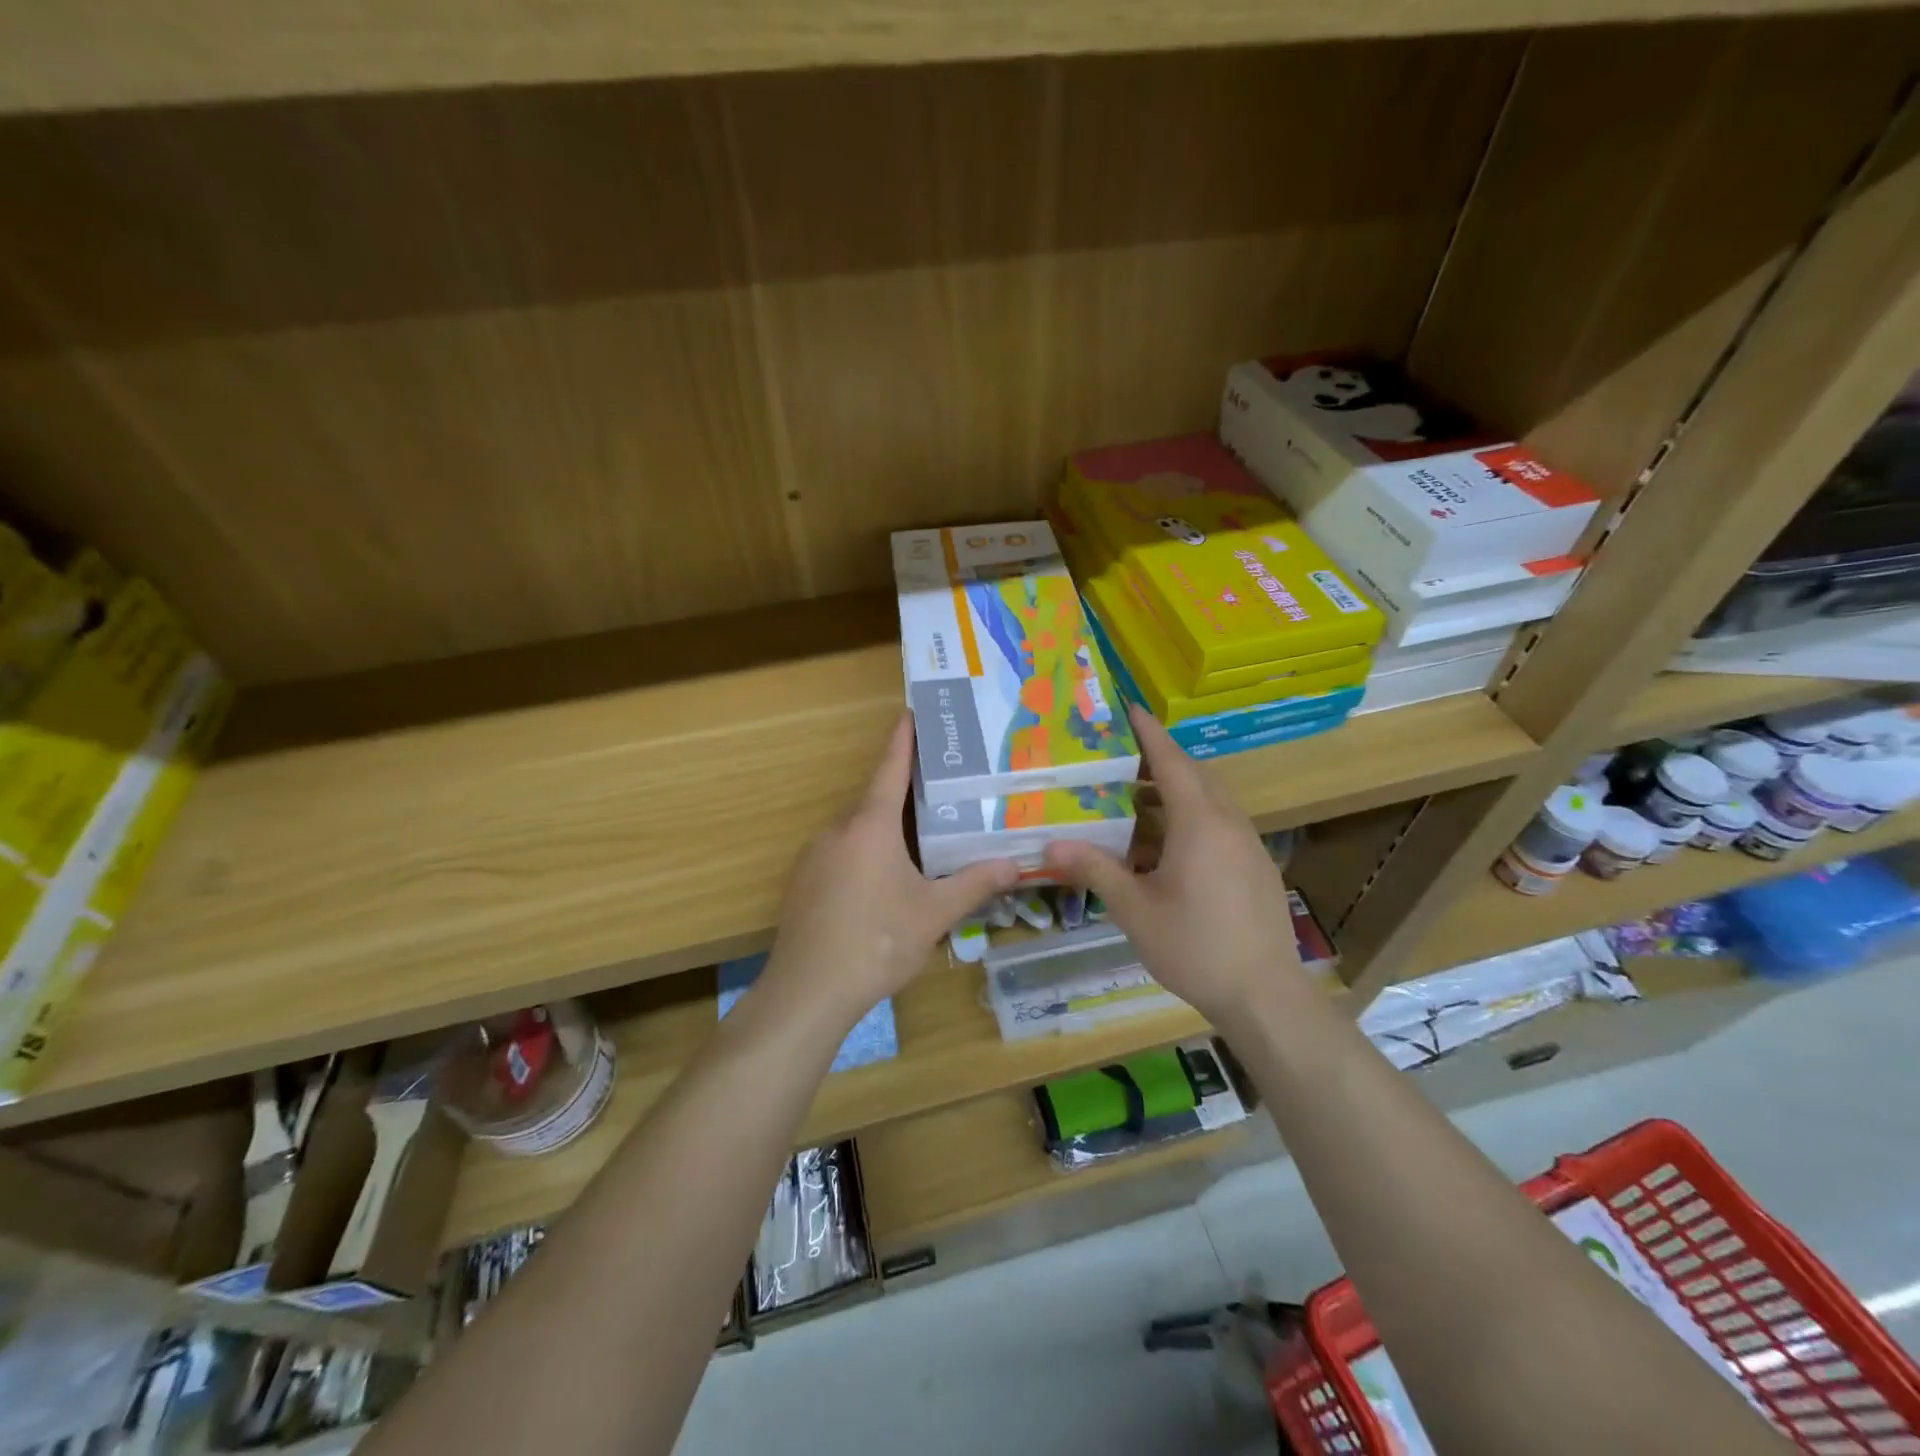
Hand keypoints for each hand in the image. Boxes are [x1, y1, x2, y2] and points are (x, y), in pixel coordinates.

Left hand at [762, 712, 1017, 1027]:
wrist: (807, 991)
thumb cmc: (876, 942)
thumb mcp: (933, 914)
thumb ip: (974, 884)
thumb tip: (1015, 865)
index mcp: (870, 826)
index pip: (890, 769)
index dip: (903, 739)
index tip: (911, 710)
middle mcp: (838, 830)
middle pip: (876, 801)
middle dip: (906, 795)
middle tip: (941, 792)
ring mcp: (814, 856)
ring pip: (858, 832)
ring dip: (886, 832)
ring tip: (920, 844)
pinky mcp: (803, 882)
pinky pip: (841, 855)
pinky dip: (865, 855)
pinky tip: (883, 886)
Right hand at [1044, 703, 1306, 1024]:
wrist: (1264, 994)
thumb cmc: (1194, 946)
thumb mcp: (1135, 909)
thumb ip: (1095, 870)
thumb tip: (1050, 845)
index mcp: (1199, 823)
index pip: (1171, 761)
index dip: (1149, 732)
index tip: (1129, 708)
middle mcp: (1228, 822)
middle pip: (1193, 775)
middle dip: (1159, 761)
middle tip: (1119, 758)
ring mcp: (1248, 844)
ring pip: (1209, 801)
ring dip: (1174, 792)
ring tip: (1134, 802)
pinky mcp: (1255, 866)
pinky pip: (1220, 824)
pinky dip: (1190, 818)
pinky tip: (1165, 849)